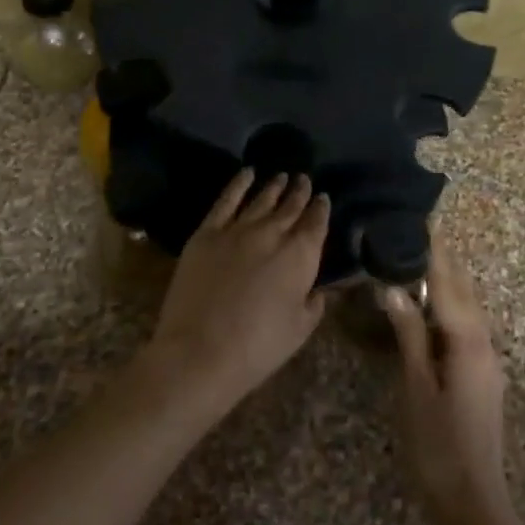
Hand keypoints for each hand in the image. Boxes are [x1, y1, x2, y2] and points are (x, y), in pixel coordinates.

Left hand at [148, 170, 329, 412]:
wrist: (201, 350)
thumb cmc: (259, 347)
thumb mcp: (300, 328)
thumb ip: (314, 302)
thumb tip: (318, 288)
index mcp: (300, 256)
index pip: (316, 224)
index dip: (321, 209)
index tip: (323, 197)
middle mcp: (272, 233)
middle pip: (290, 206)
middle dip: (299, 192)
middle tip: (304, 179)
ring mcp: (237, 229)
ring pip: (261, 199)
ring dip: (273, 186)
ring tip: (281, 175)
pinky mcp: (207, 232)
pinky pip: (226, 200)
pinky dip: (238, 184)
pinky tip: (246, 173)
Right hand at [381, 238, 515, 524]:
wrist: (473, 503)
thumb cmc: (438, 444)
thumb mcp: (416, 387)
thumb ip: (409, 334)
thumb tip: (394, 288)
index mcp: (469, 343)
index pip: (450, 285)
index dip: (436, 253)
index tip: (426, 220)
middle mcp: (486, 345)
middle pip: (466, 292)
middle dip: (446, 261)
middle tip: (421, 232)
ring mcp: (488, 363)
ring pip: (470, 310)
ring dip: (450, 283)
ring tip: (425, 260)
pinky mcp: (483, 378)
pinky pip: (468, 328)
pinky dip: (451, 307)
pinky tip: (435, 308)